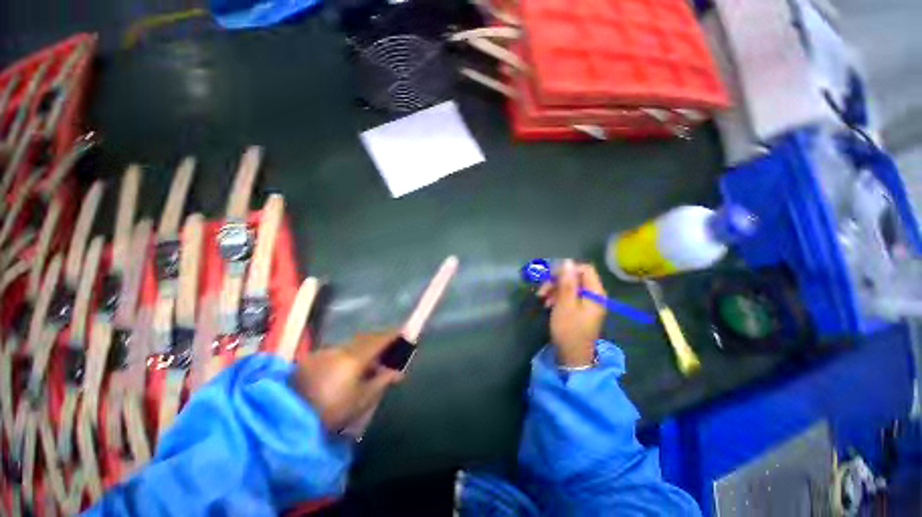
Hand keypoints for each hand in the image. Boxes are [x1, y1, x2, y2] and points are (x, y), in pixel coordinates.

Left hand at [291, 332, 404, 430]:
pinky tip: (349, 366)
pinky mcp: (313, 358)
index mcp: (354, 357)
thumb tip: (398, 371)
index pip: (379, 340)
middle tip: (389, 348)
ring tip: (370, 360)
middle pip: (366, 338)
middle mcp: (340, 349)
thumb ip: (382, 381)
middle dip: (379, 340)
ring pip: (351, 344)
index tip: (404, 333)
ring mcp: (325, 352)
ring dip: (364, 347)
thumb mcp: (362, 399)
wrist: (289, 418)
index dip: (393, 335)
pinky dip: (349, 353)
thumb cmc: (332, 410)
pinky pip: (338, 350)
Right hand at [537, 260, 606, 366]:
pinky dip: (558, 296)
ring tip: (543, 298)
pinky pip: (569, 295)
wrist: (572, 356)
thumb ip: (566, 283)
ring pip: (570, 286)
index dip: (566, 270)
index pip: (584, 269)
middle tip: (542, 290)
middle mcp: (594, 295)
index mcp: (595, 293)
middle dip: (557, 281)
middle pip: (576, 277)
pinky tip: (548, 303)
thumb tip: (567, 261)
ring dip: (555, 289)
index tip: (550, 277)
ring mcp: (588, 302)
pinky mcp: (581, 309)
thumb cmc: (569, 330)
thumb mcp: (565, 305)